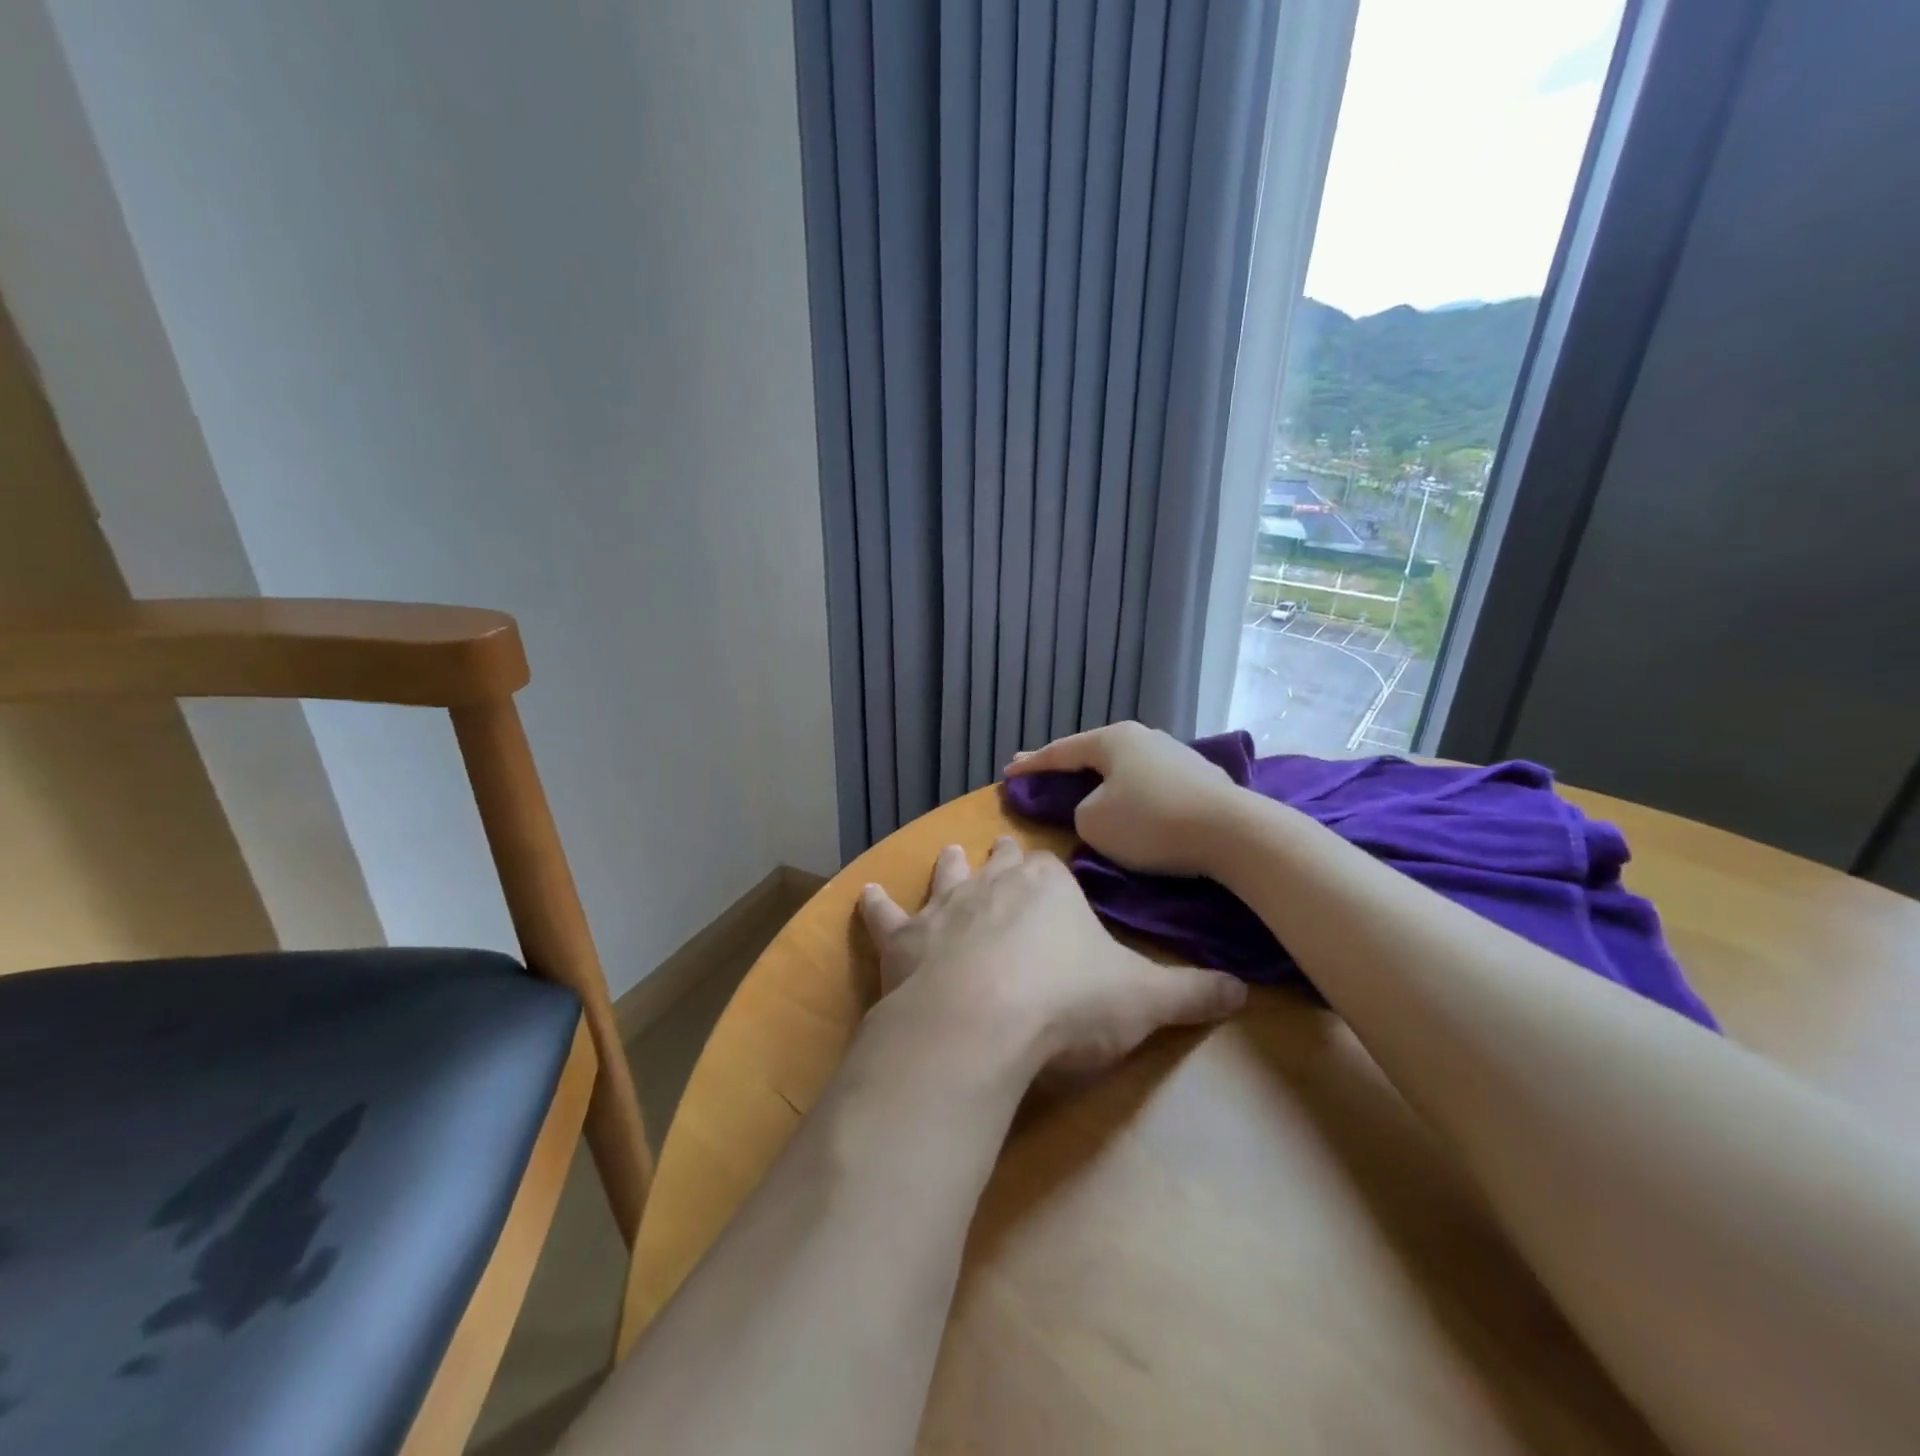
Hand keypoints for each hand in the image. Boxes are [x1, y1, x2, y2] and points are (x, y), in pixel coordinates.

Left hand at [859, 836, 1245, 1079]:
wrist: (981, 1026)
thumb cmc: (1067, 1003)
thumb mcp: (1144, 999)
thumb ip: (1193, 992)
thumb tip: (1244, 990)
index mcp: (1050, 887)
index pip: (1053, 870)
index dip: (1053, 875)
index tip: (1053, 879)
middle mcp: (994, 883)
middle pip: (999, 861)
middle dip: (1002, 858)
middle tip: (1000, 852)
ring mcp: (943, 907)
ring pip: (946, 876)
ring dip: (949, 868)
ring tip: (949, 854)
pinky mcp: (902, 940)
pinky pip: (885, 916)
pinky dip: (875, 907)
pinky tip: (865, 896)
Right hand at [1004, 721, 1245, 876]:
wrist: (1232, 833)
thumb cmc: (1151, 823)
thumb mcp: (1093, 822)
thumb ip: (1079, 810)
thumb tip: (1097, 807)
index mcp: (1113, 739)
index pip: (1060, 751)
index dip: (1031, 764)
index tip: (1008, 772)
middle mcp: (1144, 737)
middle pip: (1093, 752)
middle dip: (1065, 766)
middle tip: (1039, 772)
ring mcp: (1175, 754)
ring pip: (1124, 767)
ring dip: (1101, 779)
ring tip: (1085, 789)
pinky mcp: (1199, 777)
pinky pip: (1149, 782)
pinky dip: (1130, 791)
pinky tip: (1131, 803)